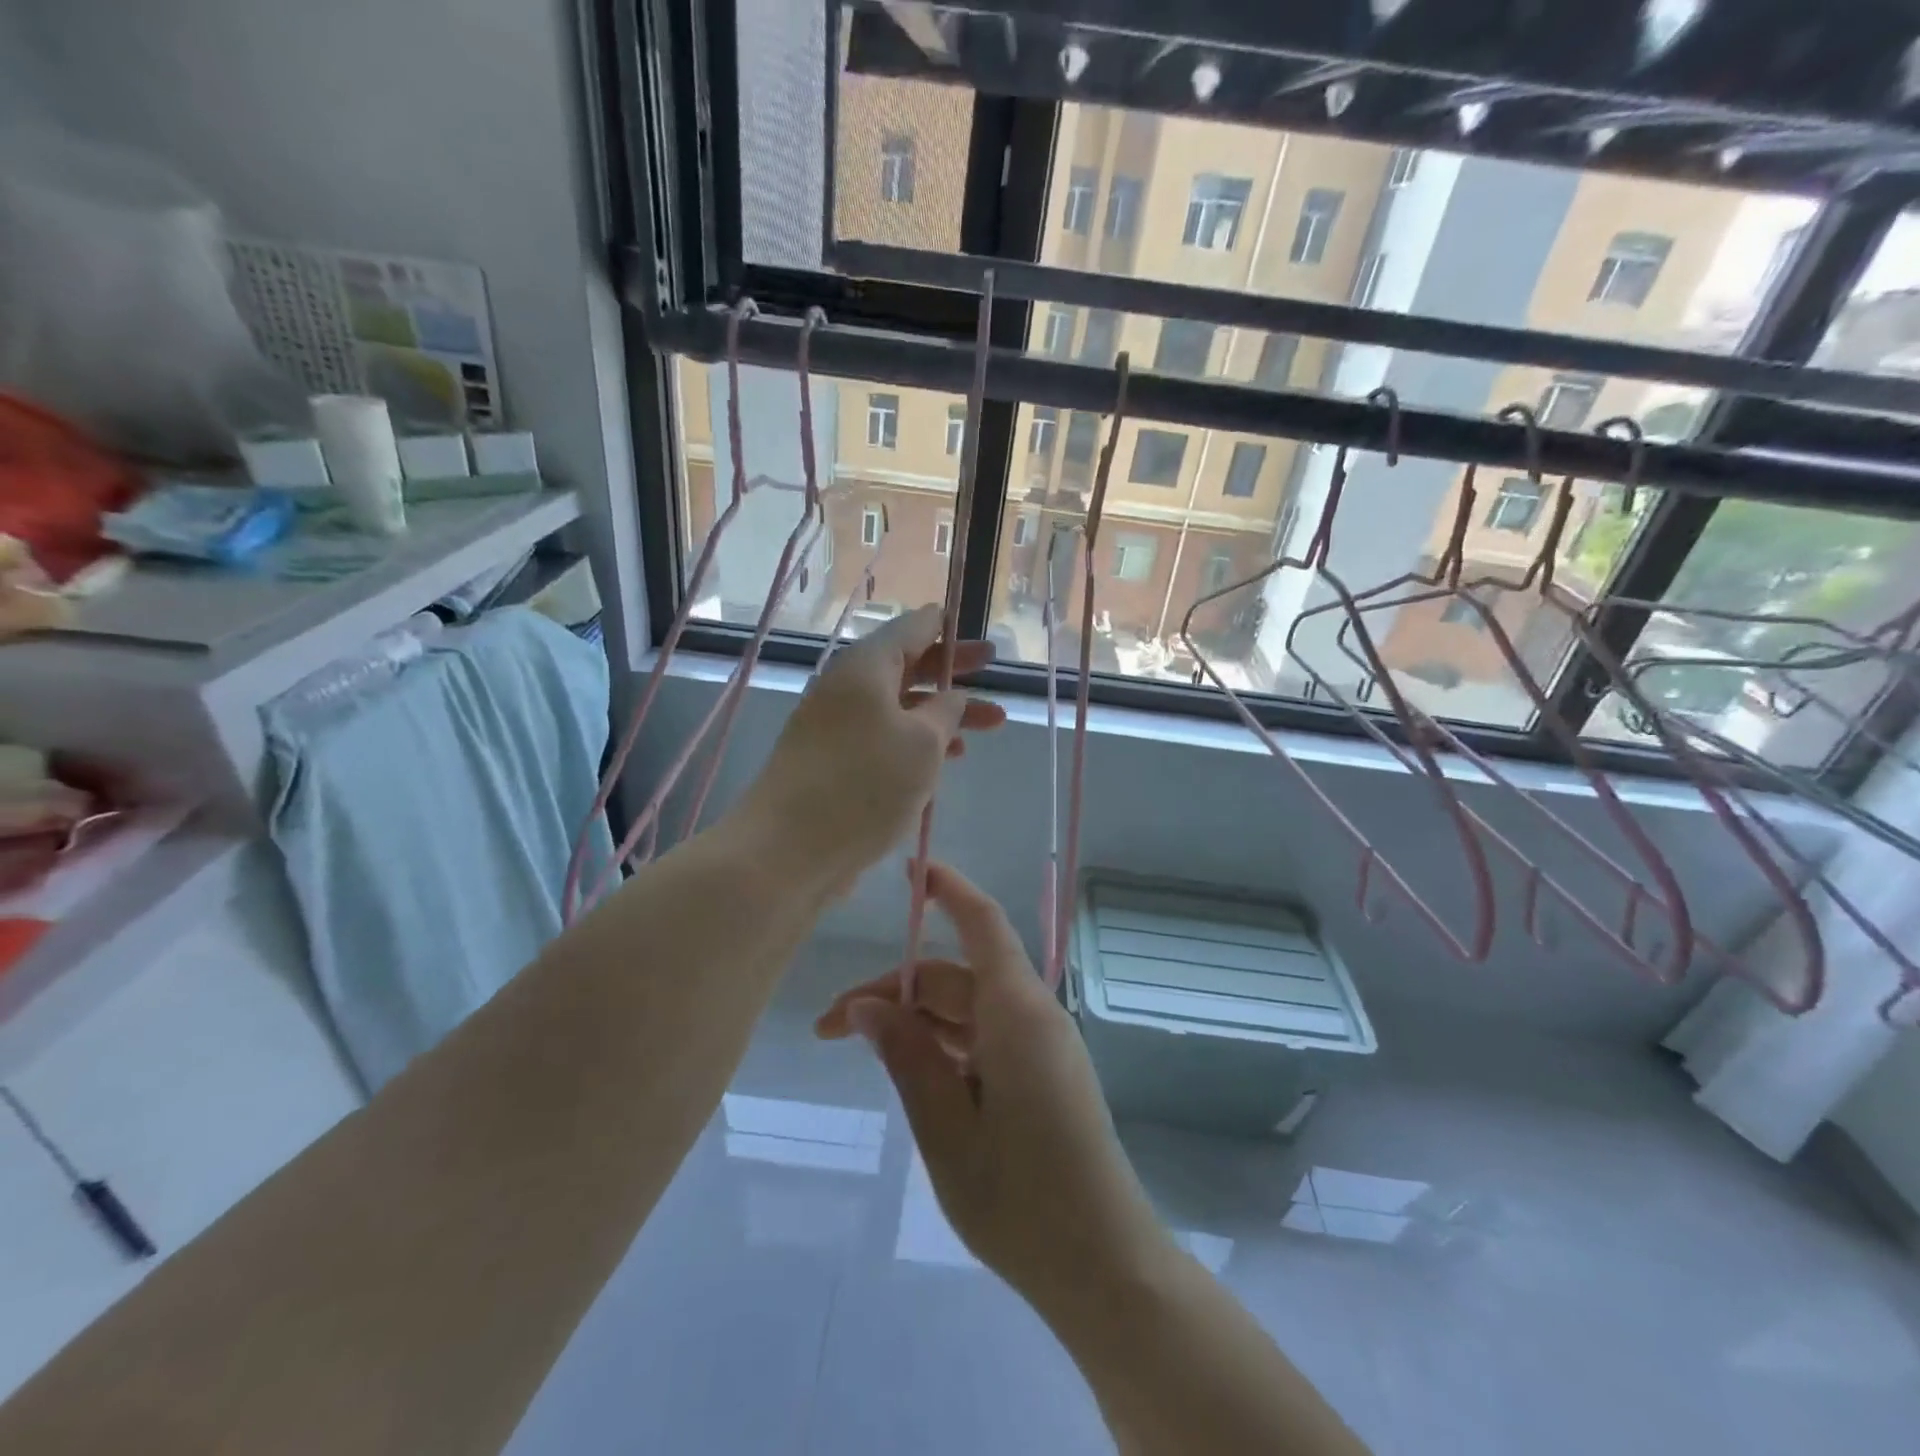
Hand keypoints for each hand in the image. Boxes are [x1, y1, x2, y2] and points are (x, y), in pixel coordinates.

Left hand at [735, 606, 1003, 893]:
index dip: (946, 624)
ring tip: (990, 724)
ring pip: (899, 706)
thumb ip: (946, 711)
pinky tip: (947, 760)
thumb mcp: (923, 743)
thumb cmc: (864, 785)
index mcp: (866, 667)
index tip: (971, 624)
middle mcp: (847, 688)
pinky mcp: (833, 762)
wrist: (787, 850)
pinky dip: (917, 741)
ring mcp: (836, 727)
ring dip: (943, 712)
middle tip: (993, 666)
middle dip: (953, 668)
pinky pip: (884, 737)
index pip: (911, 627)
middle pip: (907, 665)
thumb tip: (951, 696)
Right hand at [817, 862, 1165, 1306]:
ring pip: (967, 1009)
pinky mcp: (1042, 1074)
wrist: (1105, 1269)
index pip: (982, 924)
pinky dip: (944, 1044)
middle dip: (895, 991)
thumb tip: (866, 1006)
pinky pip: (985, 1038)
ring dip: (916, 1022)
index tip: (908, 870)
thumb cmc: (1022, 1200)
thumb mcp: (947, 1129)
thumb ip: (907, 1057)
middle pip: (957, 977)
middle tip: (832, 1029)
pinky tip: (912, 1074)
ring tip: (862, 1053)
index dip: (947, 889)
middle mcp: (1032, 1016)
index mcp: (1017, 1013)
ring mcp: (1040, 1047)